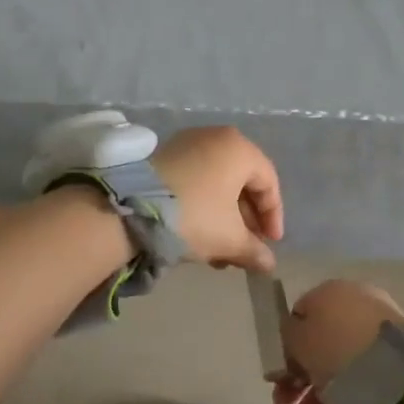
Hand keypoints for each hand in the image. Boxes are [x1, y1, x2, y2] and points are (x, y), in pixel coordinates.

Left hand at [152, 126, 283, 273]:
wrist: (129, 209)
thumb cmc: (194, 216)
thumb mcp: (229, 238)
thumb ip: (254, 250)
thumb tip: (269, 265)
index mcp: (239, 149)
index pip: (269, 182)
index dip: (273, 216)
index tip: (270, 243)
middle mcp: (216, 138)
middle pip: (243, 182)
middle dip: (246, 220)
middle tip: (246, 248)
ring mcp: (188, 144)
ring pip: (218, 183)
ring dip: (225, 218)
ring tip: (221, 251)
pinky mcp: (165, 156)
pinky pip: (197, 180)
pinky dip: (205, 205)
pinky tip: (200, 236)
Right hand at [266, 278, 403, 403]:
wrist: (395, 372)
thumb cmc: (336, 348)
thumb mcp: (298, 337)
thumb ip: (288, 334)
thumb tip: (293, 334)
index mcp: (331, 291)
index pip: (300, 315)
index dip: (285, 345)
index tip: (277, 374)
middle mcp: (355, 306)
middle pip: (318, 344)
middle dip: (296, 379)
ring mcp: (377, 334)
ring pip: (337, 366)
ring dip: (312, 397)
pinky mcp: (393, 362)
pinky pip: (358, 380)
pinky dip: (338, 401)